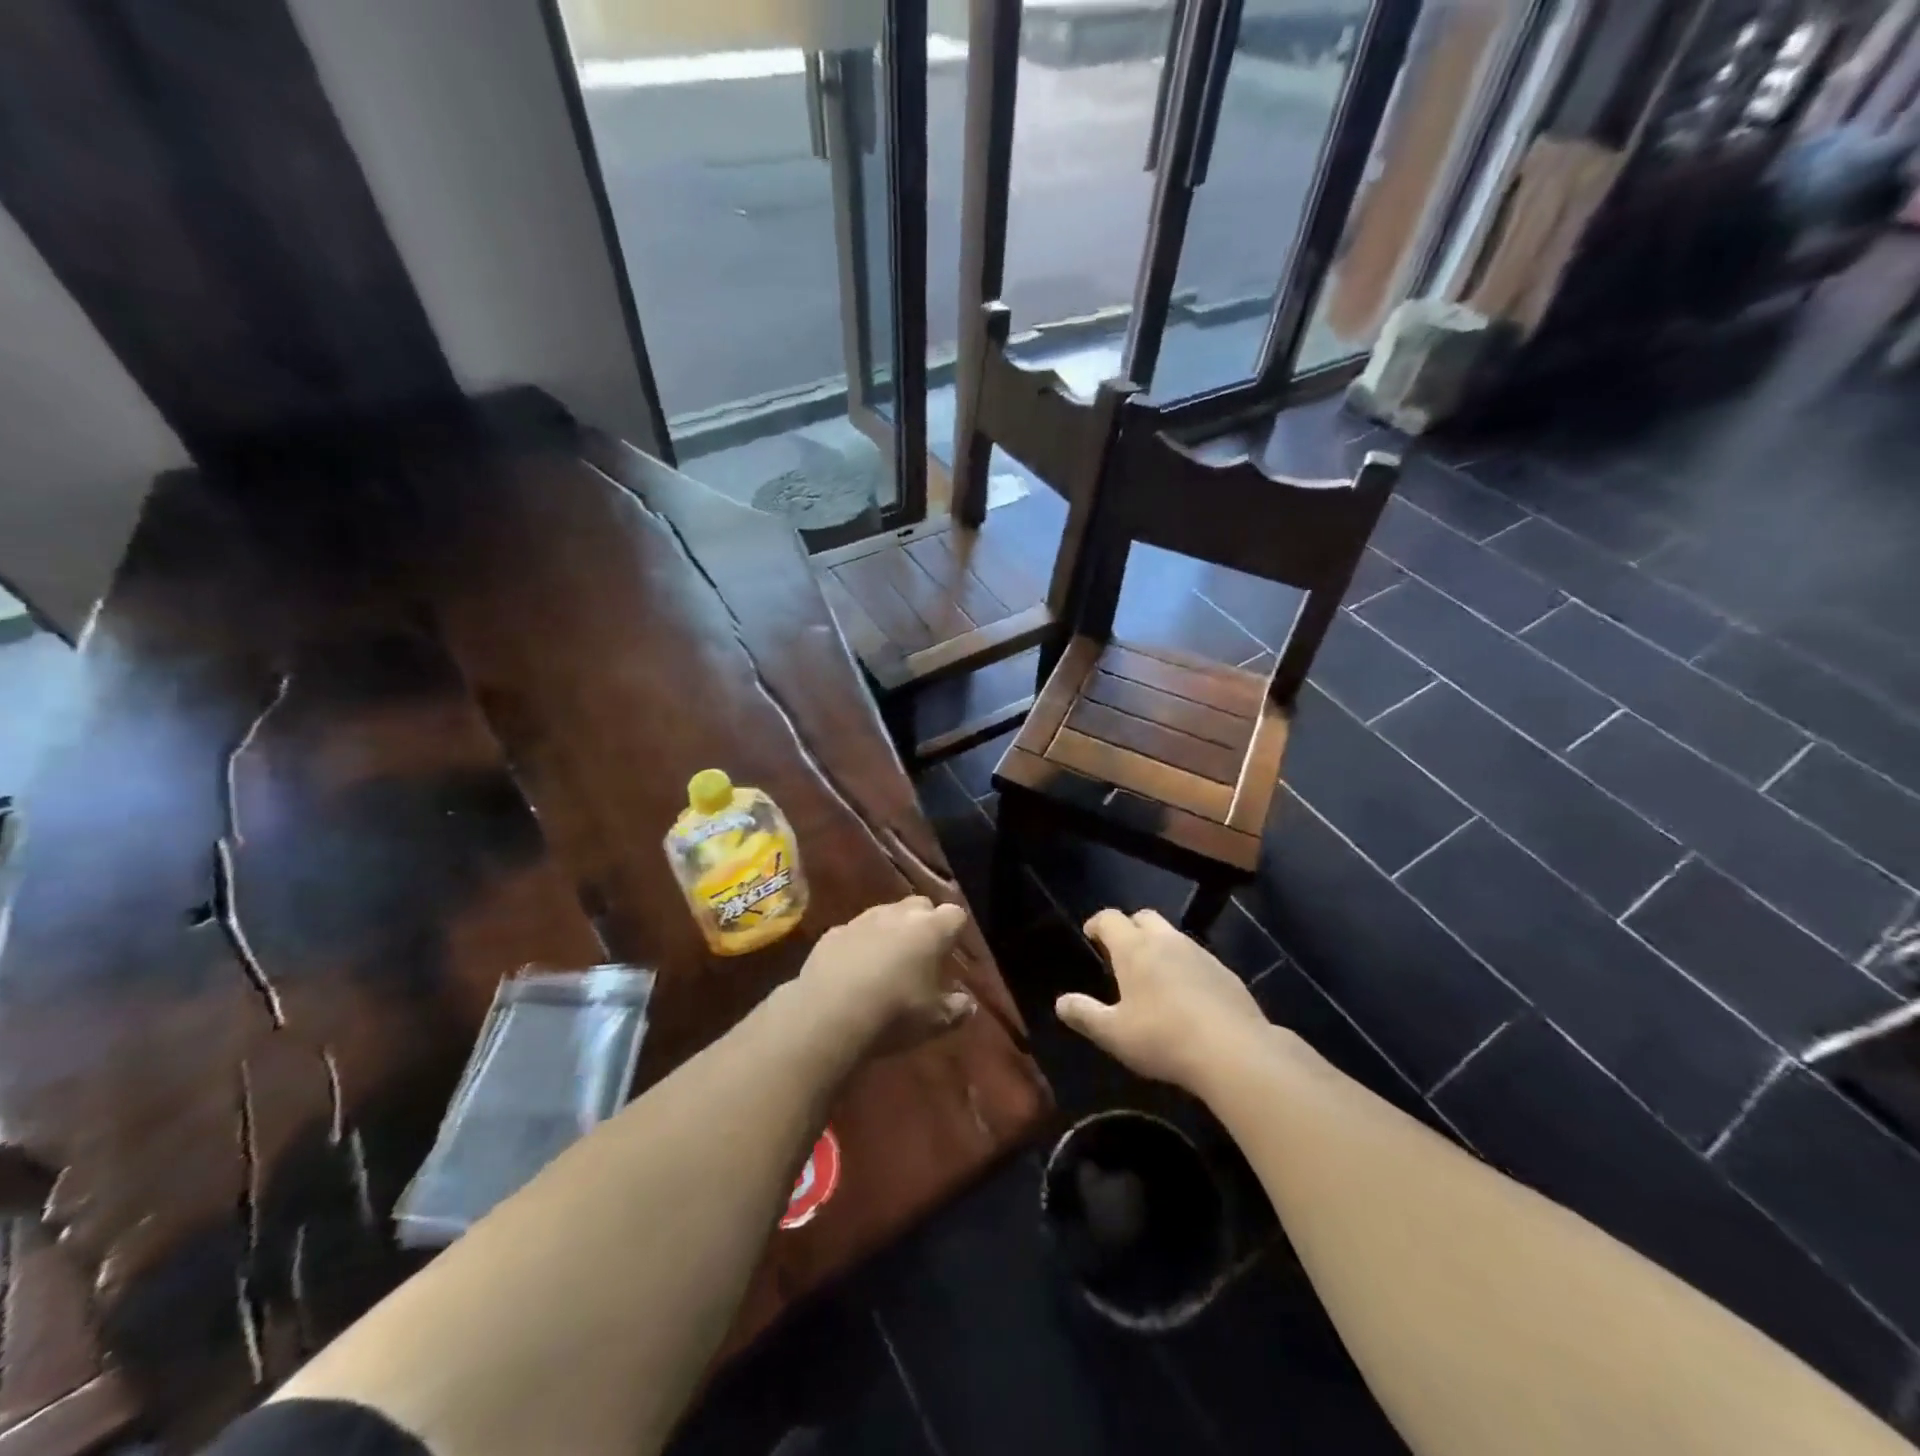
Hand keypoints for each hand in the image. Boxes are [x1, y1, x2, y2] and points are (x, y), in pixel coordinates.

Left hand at [795, 896, 975, 1058]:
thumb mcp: (934, 1022)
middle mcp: (898, 915)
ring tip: (887, 961)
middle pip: (920, 905)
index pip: (955, 914)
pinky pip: (854, 931)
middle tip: (922, 952)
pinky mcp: (833, 932)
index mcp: (931, 930)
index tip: (952, 951)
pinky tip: (854, 970)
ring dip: (891, 930)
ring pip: (885, 914)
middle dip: (924, 922)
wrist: (827, 1014)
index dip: (956, 930)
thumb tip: (968, 1004)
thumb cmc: (893, 1014)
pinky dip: (859, 944)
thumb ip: (956, 1009)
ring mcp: (863, 920)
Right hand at [1056, 908, 1268, 1090]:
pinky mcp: (1225, 972)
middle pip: (1144, 916)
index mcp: (1134, 948)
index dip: (1097, 923)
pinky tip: (1187, 994)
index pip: (1110, 918)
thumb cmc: (1163, 1038)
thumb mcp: (1114, 1034)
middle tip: (1122, 951)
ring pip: (1173, 935)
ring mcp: (1200, 953)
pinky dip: (1185, 965)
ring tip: (1153, 974)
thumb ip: (1085, 1014)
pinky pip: (1197, 957)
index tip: (1091, 935)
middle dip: (1130, 927)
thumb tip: (1061, 1002)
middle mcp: (1166, 941)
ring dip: (1159, 945)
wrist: (1234, 1051)